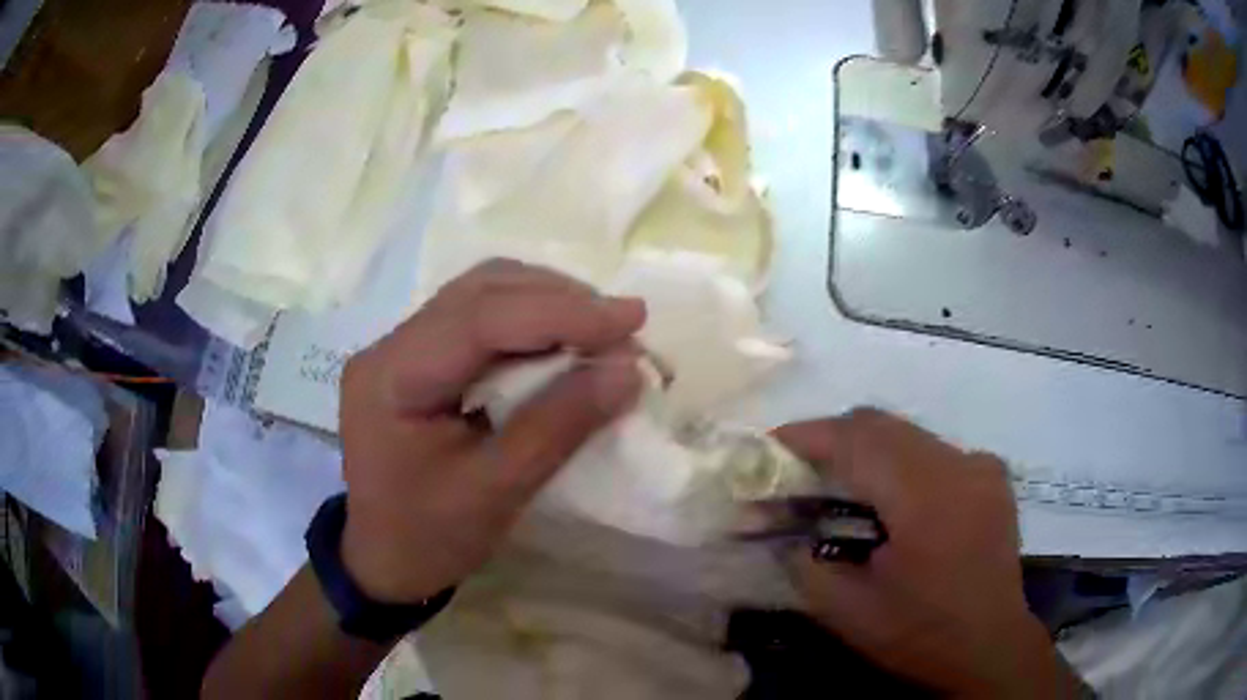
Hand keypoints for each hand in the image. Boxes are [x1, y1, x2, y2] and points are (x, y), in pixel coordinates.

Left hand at [337, 259, 644, 603]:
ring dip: (546, 302)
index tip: (632, 318)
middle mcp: (389, 346)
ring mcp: (400, 348)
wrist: (385, 561)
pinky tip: (562, 342)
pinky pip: (478, 318)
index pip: (481, 319)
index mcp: (392, 378)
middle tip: (622, 327)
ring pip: (481, 295)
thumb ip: (560, 424)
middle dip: (558, 299)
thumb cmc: (431, 538)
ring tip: (600, 331)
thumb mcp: (497, 491)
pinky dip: (529, 321)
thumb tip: (628, 369)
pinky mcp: (417, 359)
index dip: (561, 312)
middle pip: (480, 291)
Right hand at [774, 409, 1081, 697]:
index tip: (767, 447)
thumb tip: (776, 527)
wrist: (990, 648)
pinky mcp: (990, 475)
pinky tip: (887, 500)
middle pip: (882, 424)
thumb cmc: (919, 634)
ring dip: (864, 450)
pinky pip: (932, 451)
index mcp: (928, 495)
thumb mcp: (847, 610)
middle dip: (831, 439)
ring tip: (835, 486)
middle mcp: (960, 463)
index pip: (858, 439)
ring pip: (907, 433)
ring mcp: (980, 464)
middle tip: (795, 472)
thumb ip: (804, 561)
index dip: (807, 436)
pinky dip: (898, 462)